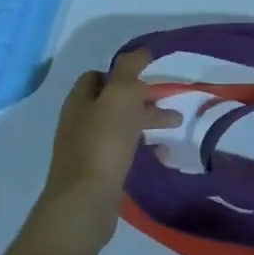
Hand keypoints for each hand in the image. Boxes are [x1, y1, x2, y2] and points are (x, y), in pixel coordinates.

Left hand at [24, 50, 180, 254]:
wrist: (85, 203)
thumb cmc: (103, 143)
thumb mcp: (120, 96)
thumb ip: (130, 70)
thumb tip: (141, 51)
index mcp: (80, 101)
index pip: (98, 76)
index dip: (122, 73)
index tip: (148, 76)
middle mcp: (79, 122)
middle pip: (112, 102)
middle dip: (141, 99)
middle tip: (169, 103)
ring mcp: (85, 150)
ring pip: (120, 126)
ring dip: (146, 123)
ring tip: (174, 128)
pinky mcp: (97, 173)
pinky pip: (122, 152)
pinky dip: (143, 147)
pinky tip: (161, 154)